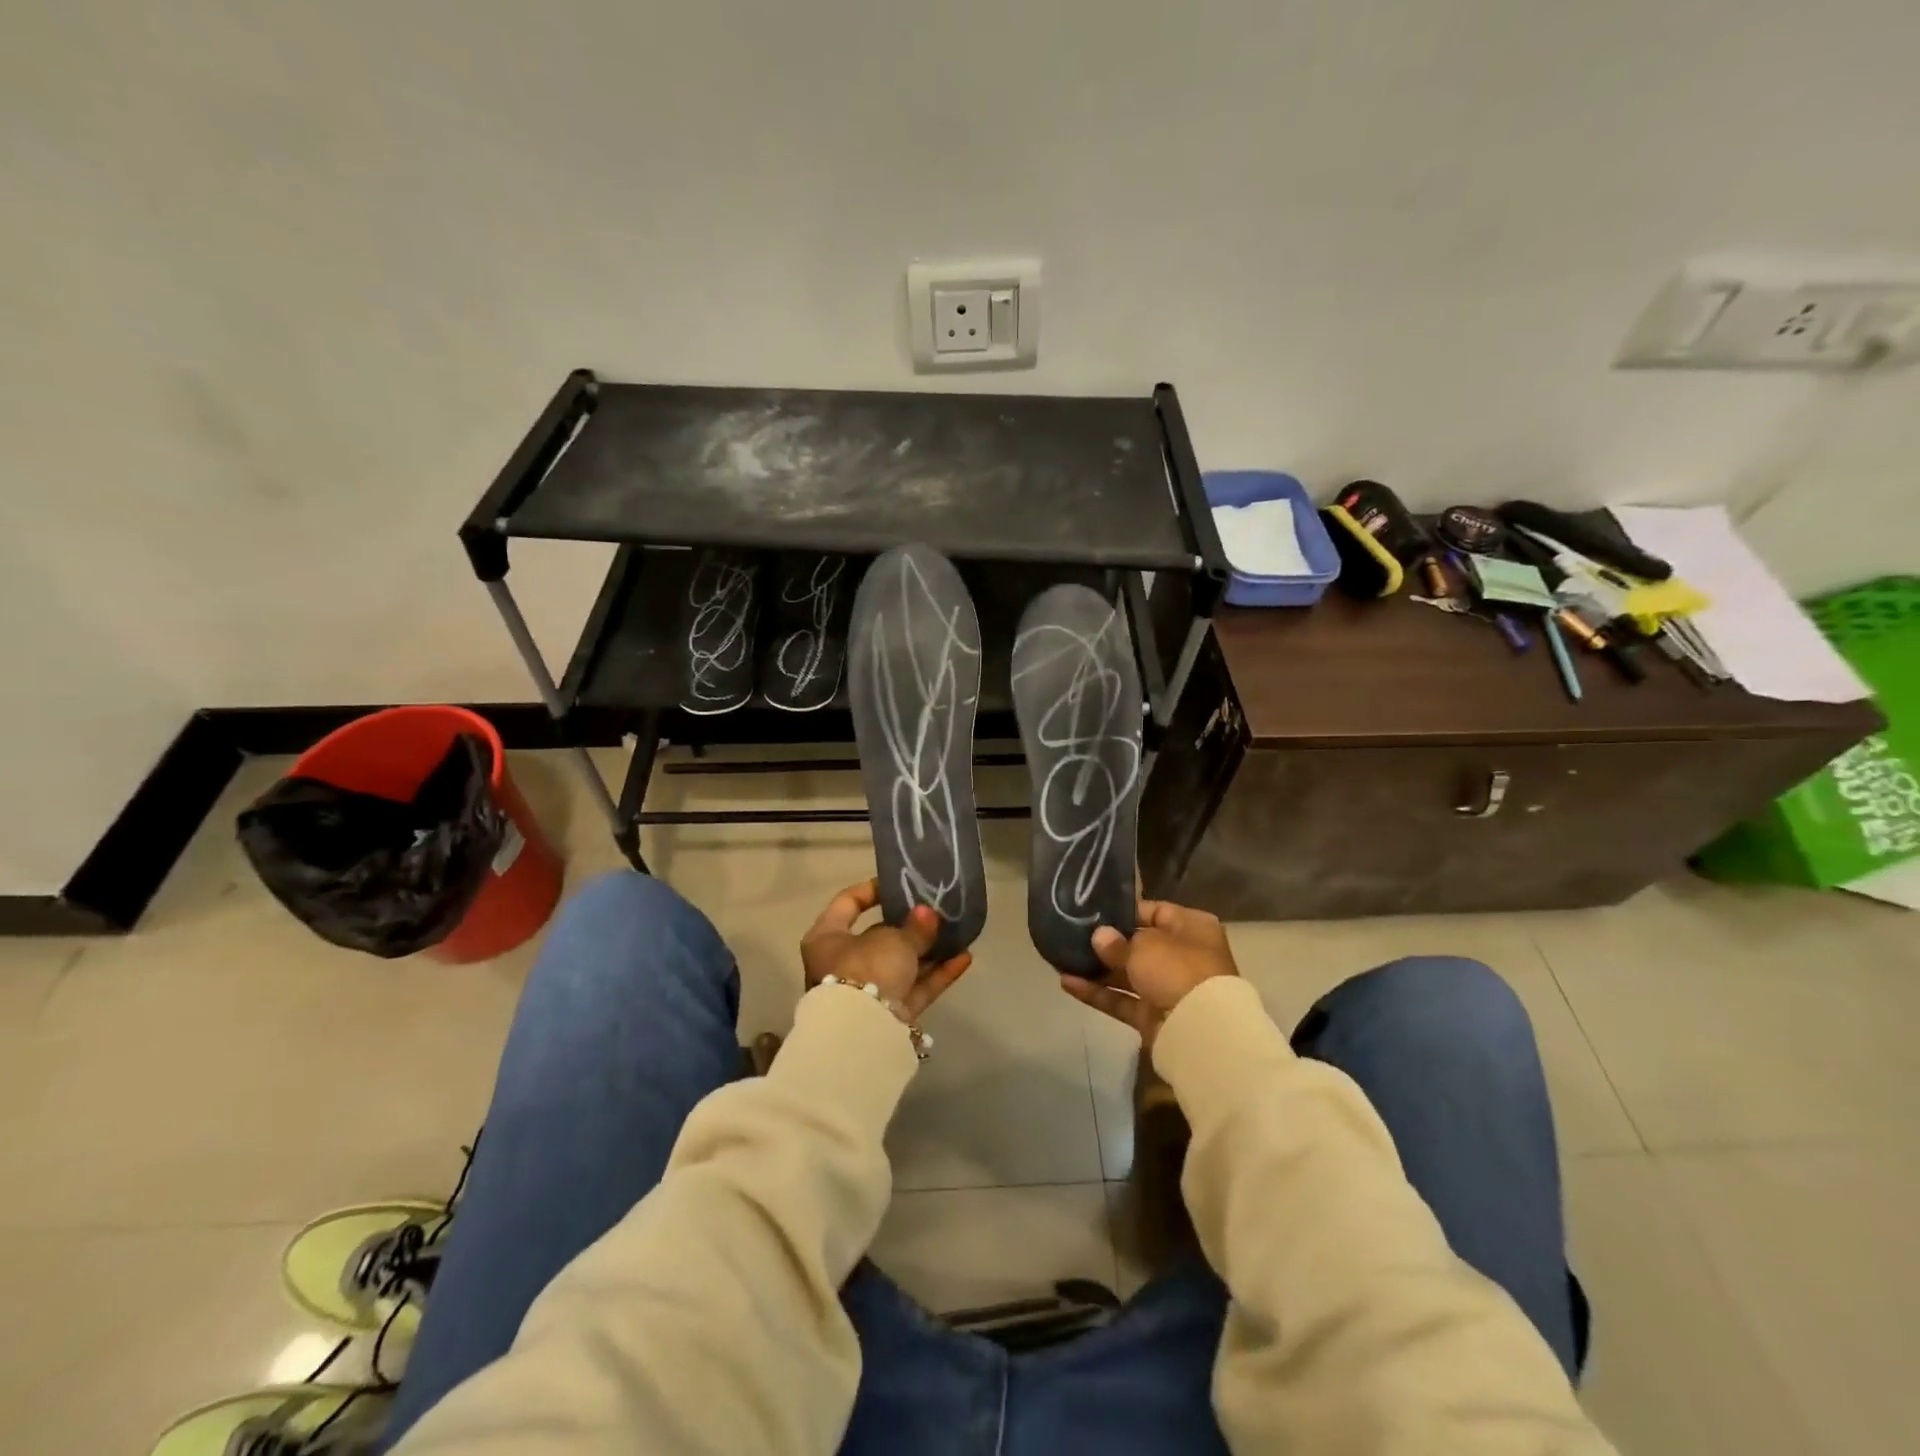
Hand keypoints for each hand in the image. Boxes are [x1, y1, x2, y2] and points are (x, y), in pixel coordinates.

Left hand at [800, 878, 972, 1020]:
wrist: (863, 1032)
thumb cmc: (866, 968)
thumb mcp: (894, 939)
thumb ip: (915, 926)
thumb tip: (927, 914)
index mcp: (827, 938)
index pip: (848, 903)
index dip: (872, 890)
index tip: (899, 884)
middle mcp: (841, 964)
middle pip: (878, 937)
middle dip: (909, 927)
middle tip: (935, 912)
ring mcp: (865, 992)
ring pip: (900, 965)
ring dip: (928, 952)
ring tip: (957, 934)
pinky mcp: (888, 1015)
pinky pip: (914, 989)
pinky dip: (936, 975)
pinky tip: (964, 959)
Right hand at [1060, 900, 1239, 1047]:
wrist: (1199, 1029)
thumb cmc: (1177, 968)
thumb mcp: (1145, 945)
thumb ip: (1117, 942)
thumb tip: (1100, 937)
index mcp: (1191, 928)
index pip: (1156, 911)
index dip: (1125, 912)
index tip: (1094, 911)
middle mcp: (1182, 956)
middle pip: (1140, 945)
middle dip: (1107, 943)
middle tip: (1072, 934)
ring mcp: (1167, 988)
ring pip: (1127, 975)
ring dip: (1097, 969)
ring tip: (1062, 959)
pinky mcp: (1152, 1017)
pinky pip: (1121, 1000)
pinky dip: (1097, 993)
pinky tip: (1067, 983)